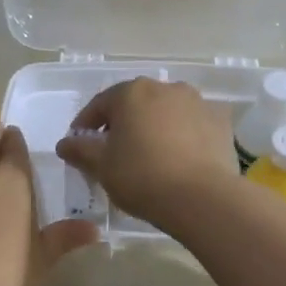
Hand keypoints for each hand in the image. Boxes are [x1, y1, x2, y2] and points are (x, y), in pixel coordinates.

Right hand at [55, 77, 239, 227]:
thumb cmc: (142, 177)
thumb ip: (80, 150)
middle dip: (122, 123)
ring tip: (149, 154)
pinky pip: (192, 125)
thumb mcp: (101, 166)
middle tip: (114, 151)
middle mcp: (165, 87)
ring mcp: (197, 102)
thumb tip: (65, 143)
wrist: (202, 198)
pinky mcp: (220, 122)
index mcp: (131, 92)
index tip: (79, 144)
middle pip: (135, 104)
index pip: (100, 104)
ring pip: (165, 112)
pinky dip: (182, 135)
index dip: (86, 124)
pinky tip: (179, 158)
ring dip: (153, 127)